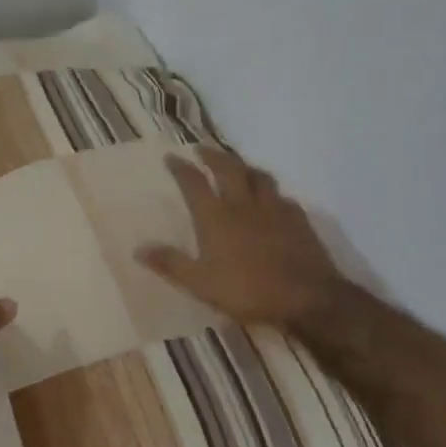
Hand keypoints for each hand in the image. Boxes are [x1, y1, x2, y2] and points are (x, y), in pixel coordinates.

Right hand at [138, 147, 348, 331]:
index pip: (194, 182)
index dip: (181, 168)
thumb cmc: (247, 290)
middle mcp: (243, 203)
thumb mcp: (200, 283)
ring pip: (258, 175)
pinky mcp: (297, 218)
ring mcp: (273, 208)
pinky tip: (271, 199)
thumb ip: (170, 263)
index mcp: (215, 216)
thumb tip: (139, 249)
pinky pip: (281, 196)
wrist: (306, 297)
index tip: (172, 157)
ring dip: (244, 166)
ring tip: (237, 166)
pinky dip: (270, 191)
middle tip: (202, 149)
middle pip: (228, 168)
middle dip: (213, 156)